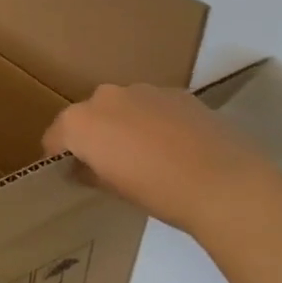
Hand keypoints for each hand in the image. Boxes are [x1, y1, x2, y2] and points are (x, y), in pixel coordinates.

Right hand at [42, 83, 281, 237]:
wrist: (226, 185)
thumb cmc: (157, 192)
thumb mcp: (112, 189)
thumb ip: (89, 172)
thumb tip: (83, 167)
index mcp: (79, 122)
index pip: (55, 137)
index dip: (60, 156)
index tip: (71, 172)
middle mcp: (104, 97)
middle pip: (87, 116)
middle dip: (93, 135)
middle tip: (111, 163)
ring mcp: (142, 90)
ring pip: (121, 107)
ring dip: (124, 124)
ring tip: (147, 153)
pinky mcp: (177, 92)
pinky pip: (152, 106)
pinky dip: (154, 120)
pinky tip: (174, 145)